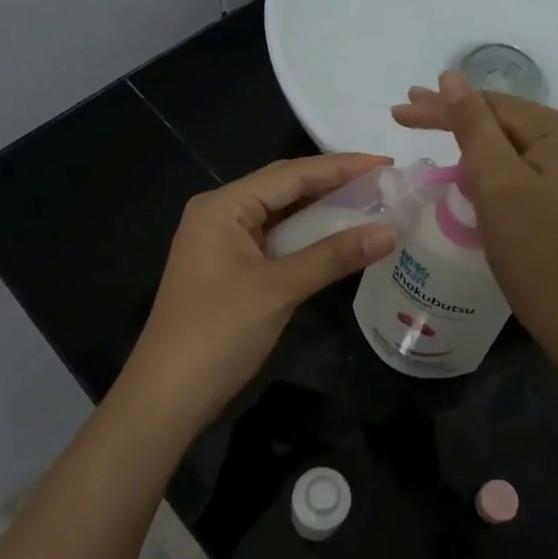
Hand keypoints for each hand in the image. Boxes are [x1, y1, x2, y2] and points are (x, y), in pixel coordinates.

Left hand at [121, 154, 397, 430]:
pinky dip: (307, 238)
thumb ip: (334, 256)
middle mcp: (220, 213)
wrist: (167, 395)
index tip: (386, 163)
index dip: (341, 167)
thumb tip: (390, 232)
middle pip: (284, 188)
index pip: (291, 173)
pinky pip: (275, 240)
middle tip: (384, 183)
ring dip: (322, 212)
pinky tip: (338, 239)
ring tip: (371, 205)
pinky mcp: (228, 268)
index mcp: (223, 205)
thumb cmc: (219, 332)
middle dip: (333, 184)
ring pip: (281, 215)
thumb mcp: (279, 289)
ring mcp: (222, 242)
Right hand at [392, 73, 557, 352]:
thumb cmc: (533, 246)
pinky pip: (512, 165)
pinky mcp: (557, 193)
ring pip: (504, 143)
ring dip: (464, 138)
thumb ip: (472, 125)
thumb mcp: (496, 180)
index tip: (398, 109)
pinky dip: (482, 163)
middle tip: (403, 111)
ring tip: (424, 126)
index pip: (492, 106)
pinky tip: (460, 162)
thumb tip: (450, 77)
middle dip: (451, 117)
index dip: (443, 106)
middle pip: (499, 120)